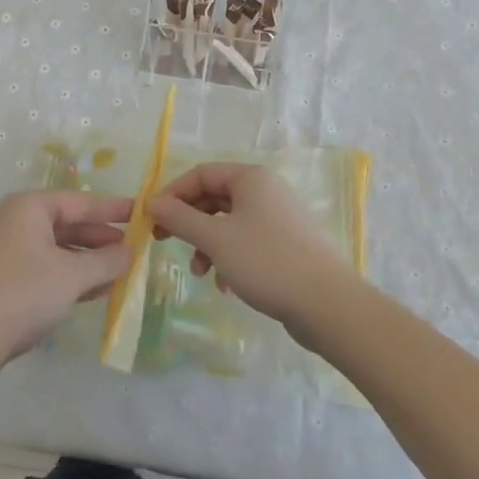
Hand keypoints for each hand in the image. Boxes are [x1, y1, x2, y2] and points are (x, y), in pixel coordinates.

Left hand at [0, 190, 132, 376]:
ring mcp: (6, 249)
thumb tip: (131, 251)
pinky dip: (69, 275)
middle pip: (68, 223)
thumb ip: (106, 261)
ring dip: (87, 261)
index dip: (113, 209)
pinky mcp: (2, 276)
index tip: (142, 213)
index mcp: (29, 207)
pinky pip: (45, 266)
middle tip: (133, 250)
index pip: (81, 202)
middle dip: (101, 239)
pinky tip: (94, 291)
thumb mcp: (72, 276)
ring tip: (119, 273)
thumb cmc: (23, 295)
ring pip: (57, 248)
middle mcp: (15, 220)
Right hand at [149, 164, 358, 338]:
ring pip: (228, 222)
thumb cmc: (266, 261)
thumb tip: (151, 203)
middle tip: (164, 242)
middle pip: (214, 197)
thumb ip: (180, 219)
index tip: (152, 220)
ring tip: (200, 273)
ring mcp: (278, 217)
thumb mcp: (215, 239)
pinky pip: (246, 242)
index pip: (201, 173)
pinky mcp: (285, 245)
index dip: (173, 194)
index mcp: (251, 178)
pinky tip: (225, 285)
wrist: (326, 304)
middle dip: (188, 222)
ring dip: (207, 244)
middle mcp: (265, 190)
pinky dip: (228, 258)